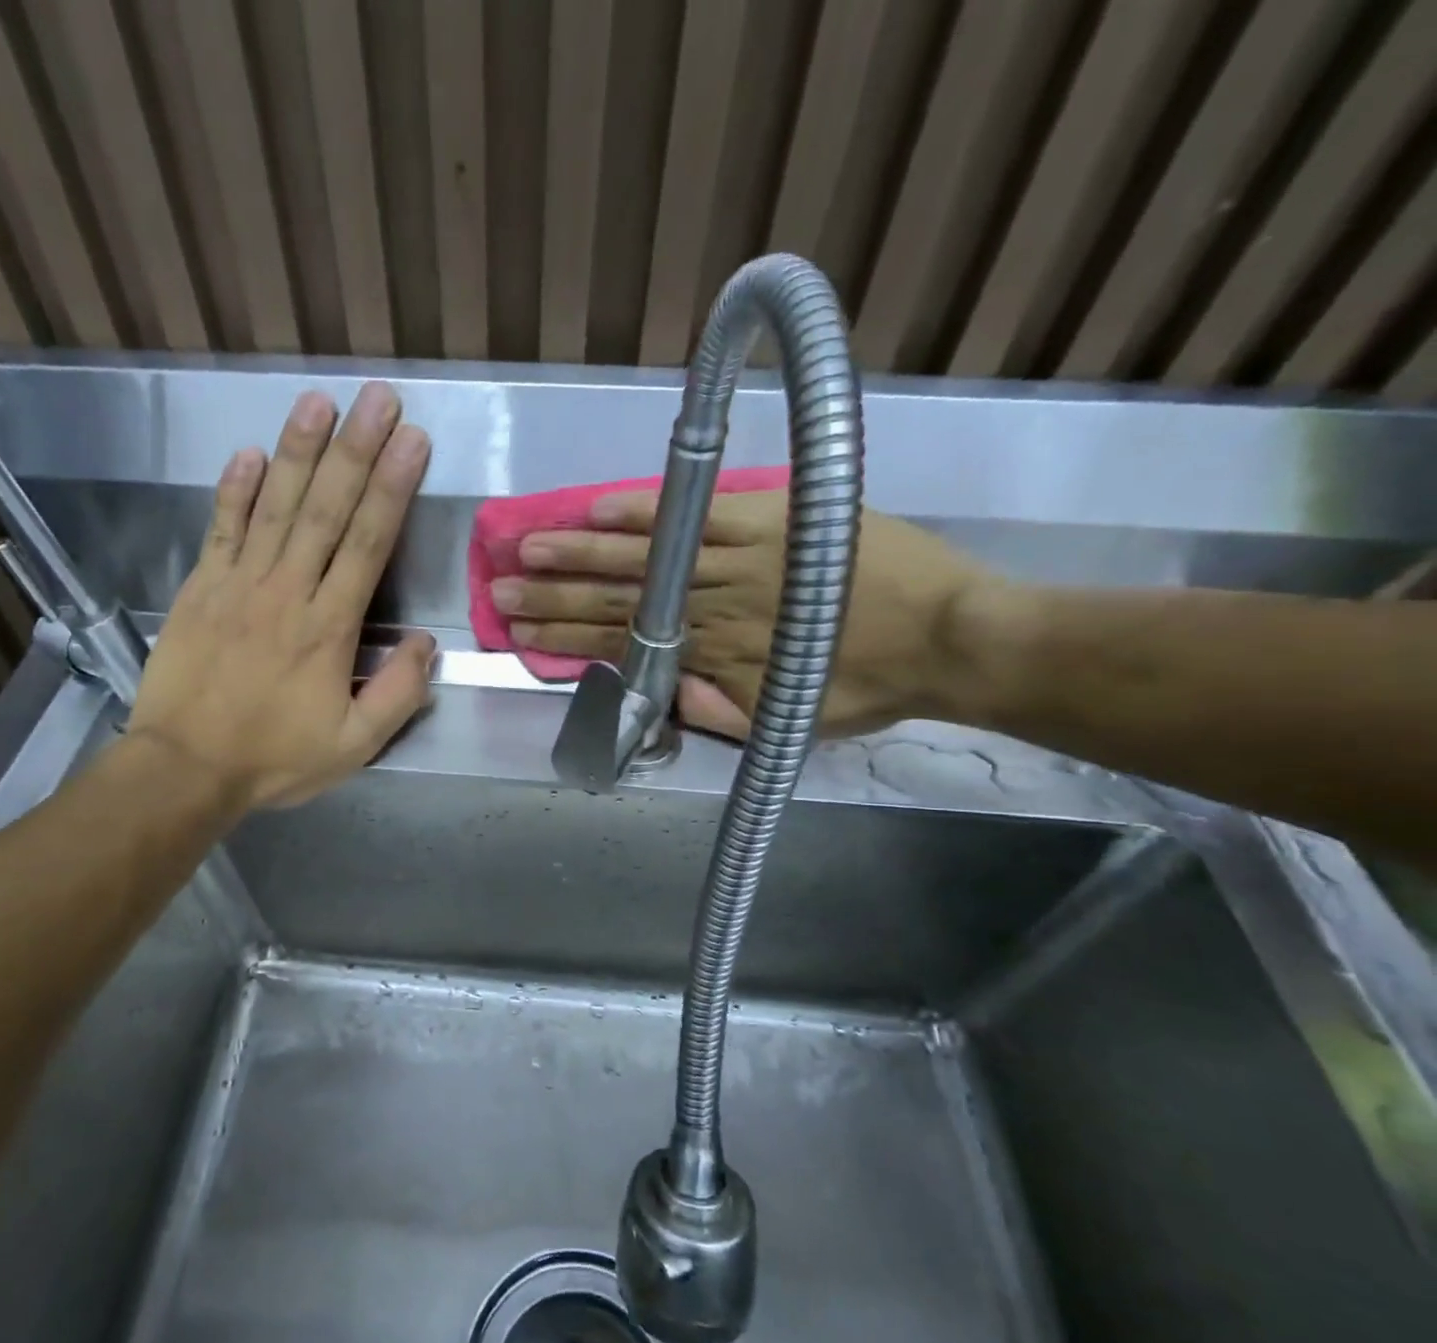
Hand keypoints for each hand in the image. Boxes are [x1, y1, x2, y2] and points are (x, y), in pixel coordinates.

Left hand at [128, 383, 434, 808]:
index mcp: (329, 628)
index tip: (412, 442)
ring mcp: (238, 584)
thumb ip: (398, 694)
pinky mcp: (201, 588)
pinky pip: (222, 529)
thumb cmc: (274, 758)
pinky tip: (250, 452)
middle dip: (355, 450)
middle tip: (378, 399)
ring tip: (320, 402)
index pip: (367, 544)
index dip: (392, 489)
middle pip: (326, 510)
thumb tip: (425, 643)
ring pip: (275, 506)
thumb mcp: (355, 745)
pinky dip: (235, 489)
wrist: (184, 768)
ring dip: (298, 451)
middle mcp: (287, 591)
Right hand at [492, 490, 995, 738]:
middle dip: (553, 597)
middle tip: (501, 590)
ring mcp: (738, 558)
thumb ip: (720, 712)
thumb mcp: (790, 722)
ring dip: (581, 553)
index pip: (623, 644)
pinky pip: (698, 513)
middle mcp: (712, 605)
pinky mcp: (769, 519)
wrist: (952, 637)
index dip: (567, 641)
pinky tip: (601, 508)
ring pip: (646, 556)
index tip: (521, 635)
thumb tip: (661, 694)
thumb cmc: (867, 685)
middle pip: (618, 599)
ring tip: (529, 547)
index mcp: (713, 656)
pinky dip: (648, 511)